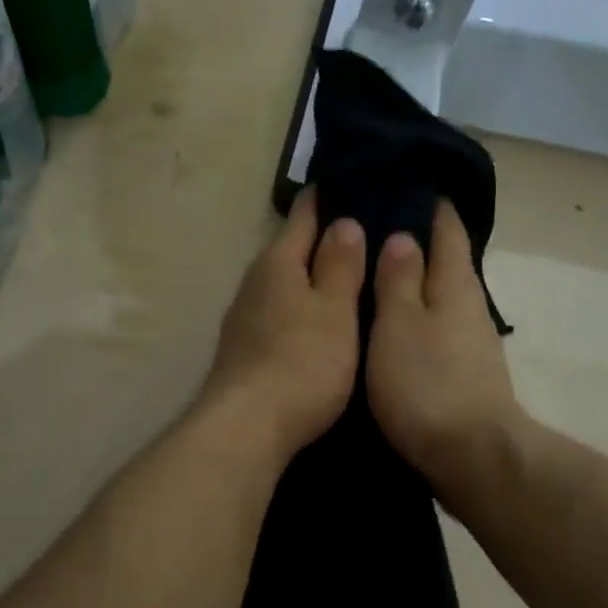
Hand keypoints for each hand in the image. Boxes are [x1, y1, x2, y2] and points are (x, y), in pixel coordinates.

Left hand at [200, 190, 364, 462]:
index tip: (353, 180)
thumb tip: (342, 221)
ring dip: (309, 278)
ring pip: (283, 285)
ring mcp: (244, 319)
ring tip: (346, 276)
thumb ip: (339, 265)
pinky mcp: (243, 350)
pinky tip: (316, 321)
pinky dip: (299, 309)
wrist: (247, 426)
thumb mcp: (334, 310)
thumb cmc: (301, 362)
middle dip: (322, 240)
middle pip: (290, 250)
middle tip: (364, 230)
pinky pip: (277, 314)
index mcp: (277, 263)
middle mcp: (254, 284)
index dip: (327, 197)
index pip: (304, 216)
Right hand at [366, 201, 522, 498]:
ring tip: (375, 274)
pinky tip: (392, 327)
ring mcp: (469, 344)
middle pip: (446, 263)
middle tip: (375, 227)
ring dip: (413, 284)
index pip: (448, 230)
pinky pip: (435, 331)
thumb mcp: (400, 325)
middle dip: (417, 243)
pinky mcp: (462, 375)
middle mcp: (469, 308)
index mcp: (455, 285)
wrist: (470, 456)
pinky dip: (414, 319)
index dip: (432, 206)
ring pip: (439, 299)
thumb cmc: (427, 384)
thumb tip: (405, 236)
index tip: (408, 183)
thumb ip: (399, 280)